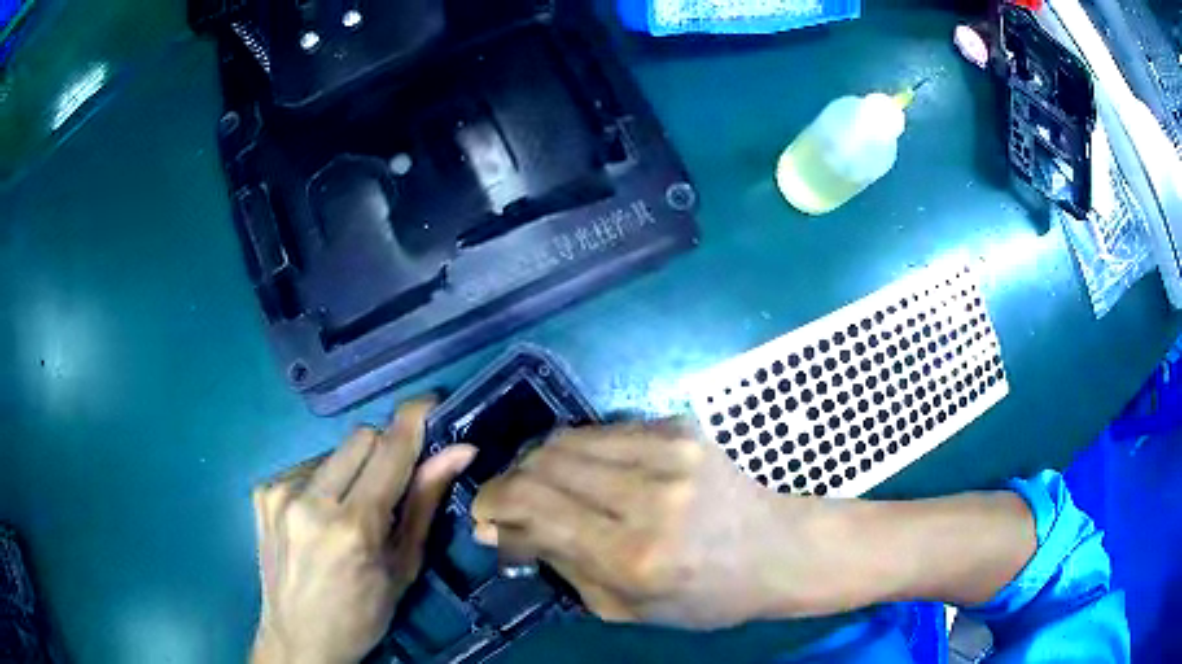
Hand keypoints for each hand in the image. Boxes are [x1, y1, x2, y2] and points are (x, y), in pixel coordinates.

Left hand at [251, 399, 474, 663]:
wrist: (298, 638)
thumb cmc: (362, 615)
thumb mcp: (403, 567)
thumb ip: (425, 503)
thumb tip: (459, 451)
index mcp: (352, 527)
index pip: (389, 450)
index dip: (413, 420)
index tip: (431, 403)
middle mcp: (309, 500)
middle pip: (361, 437)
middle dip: (385, 450)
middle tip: (392, 486)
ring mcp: (279, 492)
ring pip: (334, 450)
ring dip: (353, 469)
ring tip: (351, 510)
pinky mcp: (263, 491)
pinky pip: (307, 466)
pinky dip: (325, 481)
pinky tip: (321, 515)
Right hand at [471, 420, 1035, 629]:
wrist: (777, 551)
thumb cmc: (705, 597)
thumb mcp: (624, 607)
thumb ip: (559, 565)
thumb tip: (502, 530)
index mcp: (636, 554)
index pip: (535, 507)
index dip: (495, 505)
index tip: (484, 516)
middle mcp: (650, 494)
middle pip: (545, 463)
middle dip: (510, 481)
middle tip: (509, 504)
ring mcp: (670, 451)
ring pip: (568, 438)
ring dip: (541, 463)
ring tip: (542, 488)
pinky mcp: (680, 427)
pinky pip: (603, 430)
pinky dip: (579, 451)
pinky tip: (587, 474)